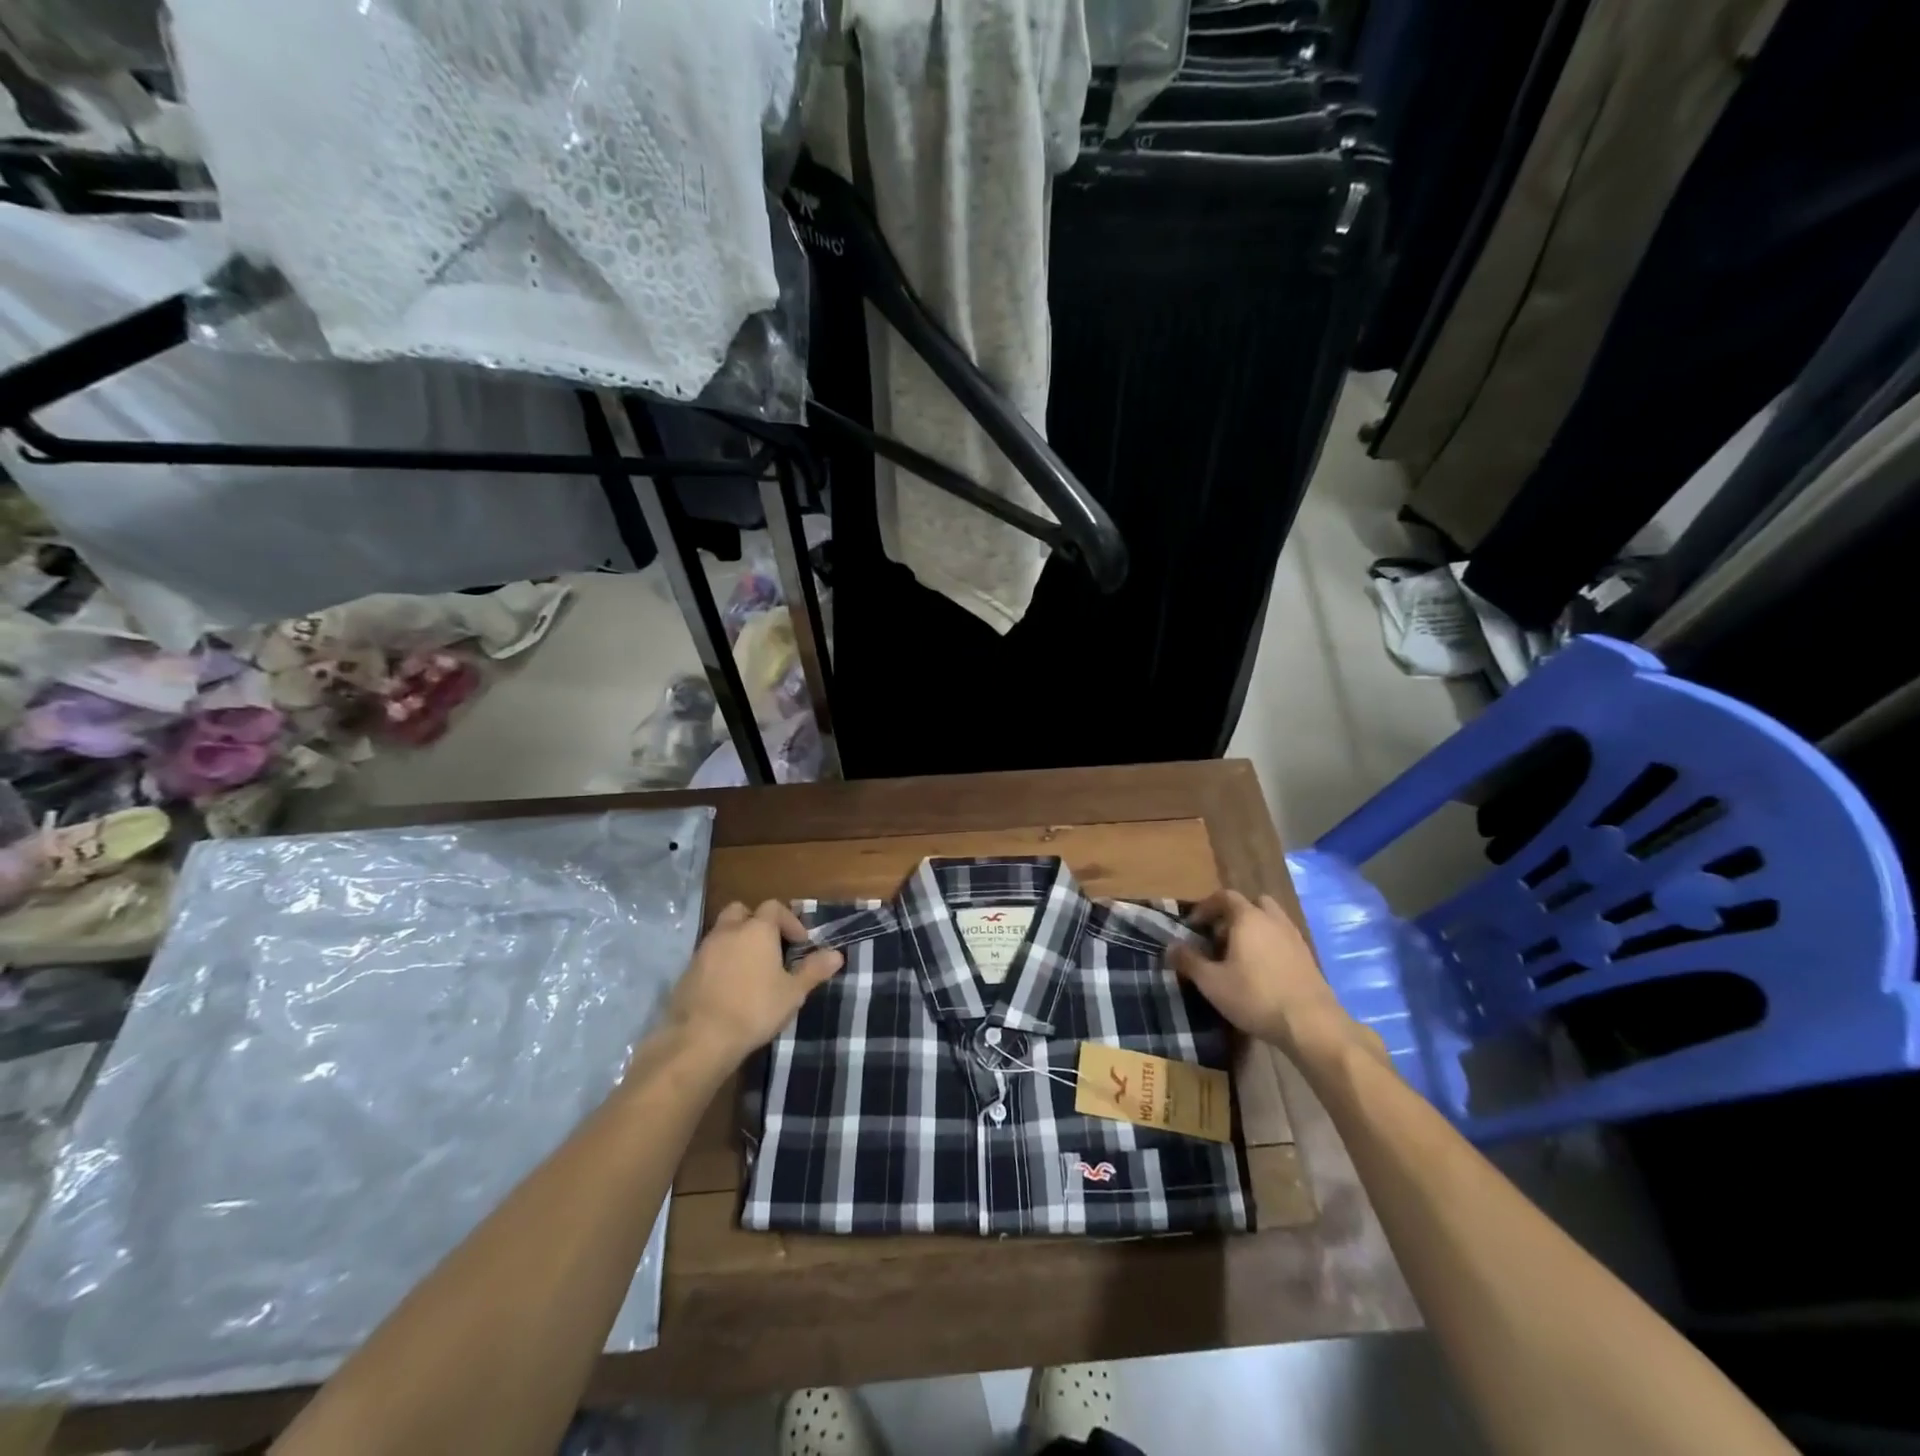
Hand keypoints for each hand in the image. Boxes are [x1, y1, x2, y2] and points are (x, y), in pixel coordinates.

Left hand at [662, 900, 843, 1064]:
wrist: (699, 1039)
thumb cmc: (754, 1010)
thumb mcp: (792, 993)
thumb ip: (814, 970)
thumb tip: (837, 955)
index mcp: (757, 930)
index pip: (773, 907)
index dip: (789, 921)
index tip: (799, 944)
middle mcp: (728, 931)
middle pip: (741, 911)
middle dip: (756, 922)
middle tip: (770, 947)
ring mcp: (704, 950)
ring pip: (722, 932)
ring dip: (737, 942)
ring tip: (751, 970)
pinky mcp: (687, 971)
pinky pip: (708, 955)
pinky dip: (721, 961)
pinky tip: (730, 987)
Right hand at [1170, 890, 1381, 1065]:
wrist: (1311, 1024)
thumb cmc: (1255, 996)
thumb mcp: (1212, 982)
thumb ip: (1188, 961)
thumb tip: (1169, 947)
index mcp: (1248, 918)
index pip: (1224, 896)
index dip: (1205, 907)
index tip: (1193, 926)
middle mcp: (1273, 920)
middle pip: (1252, 903)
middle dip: (1233, 915)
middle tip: (1219, 938)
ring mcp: (1294, 937)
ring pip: (1271, 921)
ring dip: (1254, 930)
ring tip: (1240, 955)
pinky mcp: (1308, 958)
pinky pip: (1283, 939)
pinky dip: (1270, 945)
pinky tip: (1262, 971)